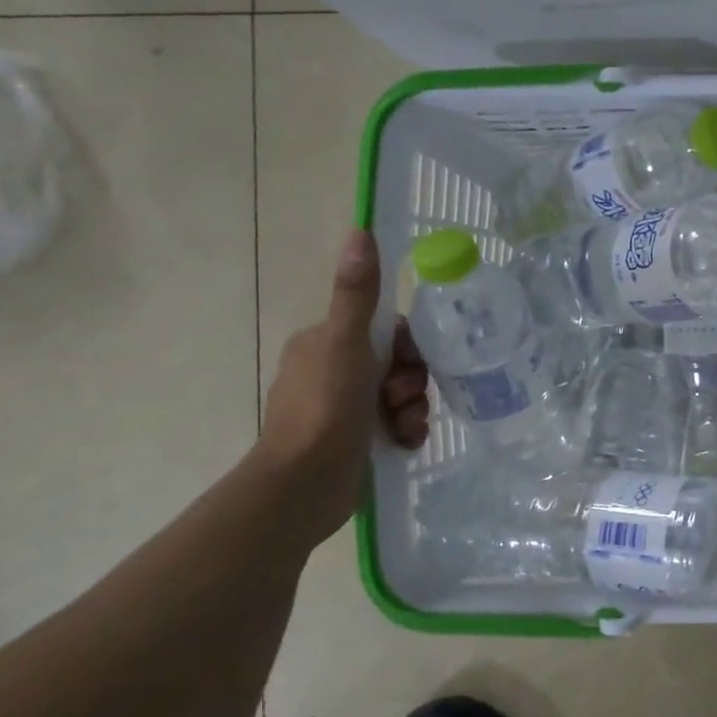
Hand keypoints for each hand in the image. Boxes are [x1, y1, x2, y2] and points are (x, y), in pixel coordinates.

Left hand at [254, 230, 428, 541]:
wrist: (304, 485)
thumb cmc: (325, 408)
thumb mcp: (346, 344)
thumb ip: (357, 293)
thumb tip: (359, 231)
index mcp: (323, 344)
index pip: (384, 330)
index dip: (407, 345)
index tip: (410, 363)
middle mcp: (331, 372)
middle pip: (397, 363)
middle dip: (411, 381)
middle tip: (404, 399)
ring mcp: (342, 409)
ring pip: (400, 395)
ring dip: (412, 408)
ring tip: (404, 426)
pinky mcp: (353, 440)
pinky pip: (396, 424)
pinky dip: (406, 430)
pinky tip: (404, 442)